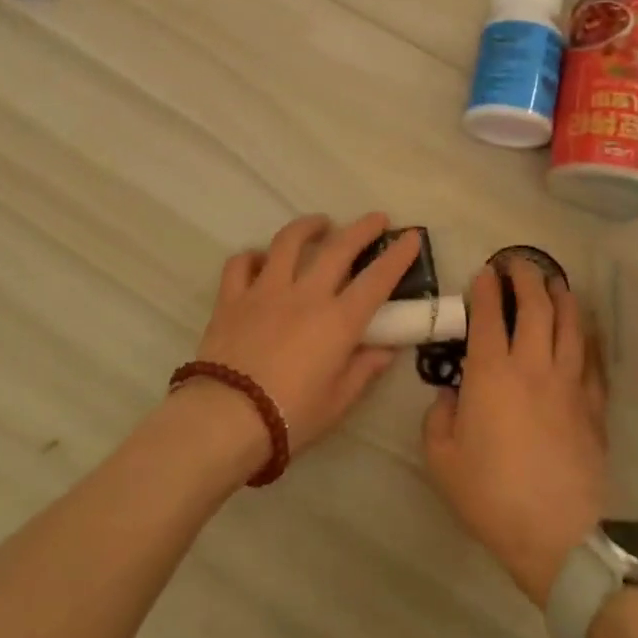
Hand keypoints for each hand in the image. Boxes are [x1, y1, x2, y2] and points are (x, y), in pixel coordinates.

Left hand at [189, 213, 421, 457]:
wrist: (226, 419)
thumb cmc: (290, 417)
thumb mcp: (337, 402)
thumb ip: (363, 370)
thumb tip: (385, 350)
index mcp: (338, 321)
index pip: (377, 279)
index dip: (397, 256)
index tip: (411, 236)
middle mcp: (305, 295)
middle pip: (338, 248)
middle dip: (362, 229)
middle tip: (376, 219)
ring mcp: (265, 291)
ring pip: (287, 242)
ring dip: (307, 227)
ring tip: (319, 224)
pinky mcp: (232, 298)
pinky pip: (241, 264)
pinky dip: (252, 257)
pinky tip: (260, 260)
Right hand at [423, 257, 607, 606]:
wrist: (558, 535)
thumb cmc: (491, 496)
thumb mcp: (442, 460)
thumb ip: (439, 418)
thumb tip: (452, 397)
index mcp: (491, 373)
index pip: (487, 316)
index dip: (485, 289)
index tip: (484, 272)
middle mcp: (532, 366)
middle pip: (534, 307)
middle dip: (525, 277)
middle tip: (519, 263)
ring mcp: (569, 383)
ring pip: (569, 325)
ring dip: (561, 296)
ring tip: (556, 281)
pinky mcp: (593, 405)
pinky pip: (592, 359)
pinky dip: (586, 336)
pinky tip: (584, 329)